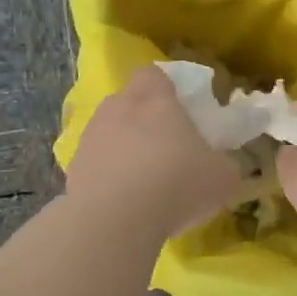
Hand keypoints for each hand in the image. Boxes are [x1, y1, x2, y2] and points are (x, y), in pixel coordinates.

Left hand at [65, 66, 241, 237]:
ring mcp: (90, 137)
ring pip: (109, 133)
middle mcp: (117, 108)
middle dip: (144, 120)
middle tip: (166, 148)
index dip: (167, 89)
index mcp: (154, 99)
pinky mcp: (73, 168)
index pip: (155, 74)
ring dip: (124, 148)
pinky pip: (95, 164)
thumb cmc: (177, 184)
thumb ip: (223, 163)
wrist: (115, 220)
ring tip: (143, 181)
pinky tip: (123, 202)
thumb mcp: (222, 177)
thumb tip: (222, 165)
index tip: (182, 111)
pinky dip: (108, 176)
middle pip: (129, 102)